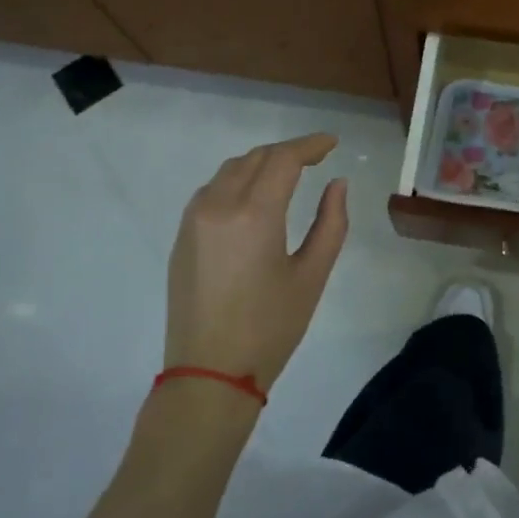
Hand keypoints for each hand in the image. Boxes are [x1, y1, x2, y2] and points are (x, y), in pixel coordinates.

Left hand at [164, 134, 349, 393]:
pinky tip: (254, 198)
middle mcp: (218, 205)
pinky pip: (212, 190)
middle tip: (316, 159)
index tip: (332, 144)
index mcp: (254, 214)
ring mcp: (193, 219)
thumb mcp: (312, 276)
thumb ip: (331, 223)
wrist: (209, 374)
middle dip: (287, 152)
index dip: (310, 145)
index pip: (283, 159)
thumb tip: (337, 184)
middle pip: (255, 158)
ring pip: (230, 170)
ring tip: (288, 175)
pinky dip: (237, 181)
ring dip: (260, 164)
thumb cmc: (270, 328)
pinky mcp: (181, 236)